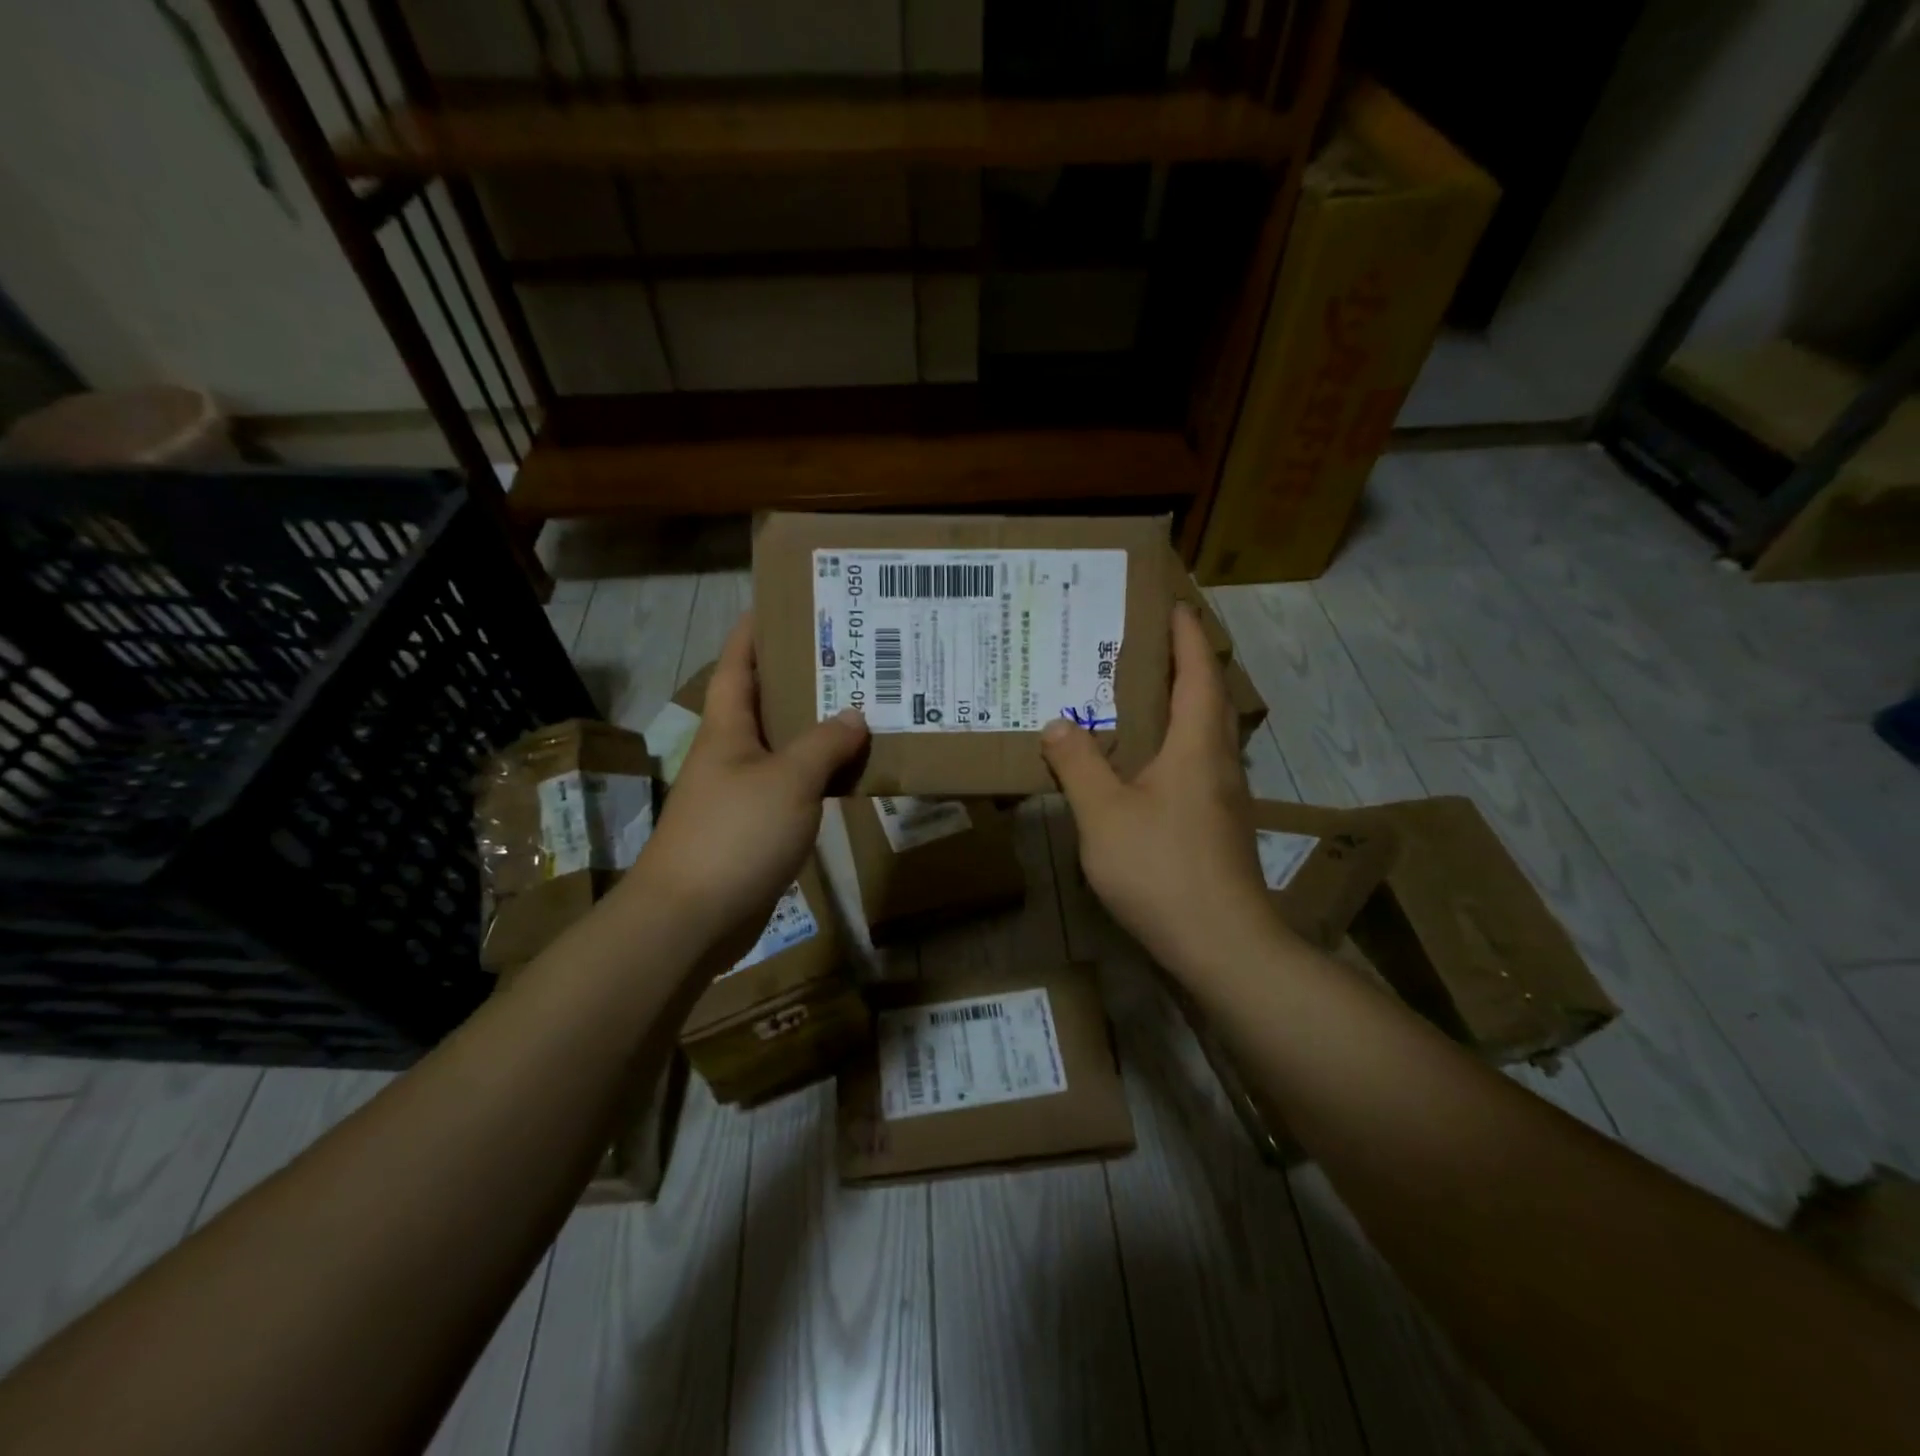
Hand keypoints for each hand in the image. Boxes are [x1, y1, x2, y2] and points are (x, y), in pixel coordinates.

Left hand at [626, 613, 867, 964]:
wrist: (691, 918)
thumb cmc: (734, 834)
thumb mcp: (788, 780)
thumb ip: (823, 744)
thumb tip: (854, 714)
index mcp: (728, 728)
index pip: (737, 664)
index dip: (754, 631)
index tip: (783, 603)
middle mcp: (731, 753)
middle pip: (765, 702)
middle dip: (801, 676)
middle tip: (849, 655)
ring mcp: (741, 792)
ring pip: (784, 748)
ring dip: (816, 730)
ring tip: (862, 706)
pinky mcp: (754, 828)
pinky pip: (793, 788)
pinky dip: (819, 776)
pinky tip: (850, 773)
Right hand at [1041, 605, 1277, 977]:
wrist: (1222, 944)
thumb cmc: (1162, 868)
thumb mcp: (1104, 814)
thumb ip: (1079, 764)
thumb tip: (1058, 722)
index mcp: (1197, 745)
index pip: (1198, 671)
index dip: (1186, 635)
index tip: (1172, 605)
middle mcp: (1219, 762)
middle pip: (1210, 698)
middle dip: (1185, 664)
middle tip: (1145, 647)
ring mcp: (1224, 797)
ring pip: (1206, 734)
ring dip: (1182, 706)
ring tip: (1139, 698)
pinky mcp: (1219, 827)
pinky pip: (1198, 766)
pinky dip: (1176, 746)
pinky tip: (1145, 766)